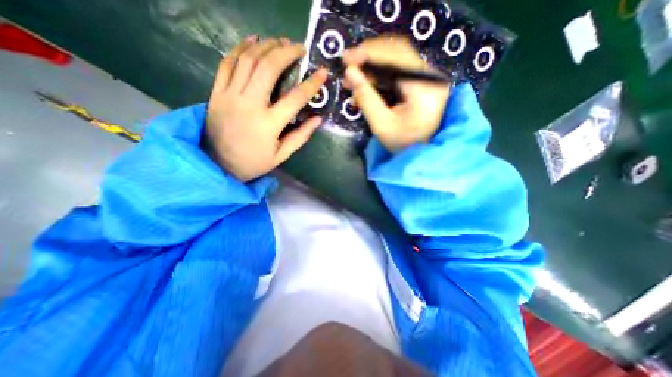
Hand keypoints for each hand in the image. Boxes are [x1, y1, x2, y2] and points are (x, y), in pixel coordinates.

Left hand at [205, 37, 330, 181]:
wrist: (218, 164)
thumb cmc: (253, 162)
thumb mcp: (281, 156)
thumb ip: (300, 137)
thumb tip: (317, 119)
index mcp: (269, 125)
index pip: (295, 98)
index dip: (311, 84)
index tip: (322, 72)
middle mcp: (250, 105)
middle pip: (268, 68)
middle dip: (286, 52)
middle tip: (299, 47)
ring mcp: (230, 96)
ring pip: (248, 60)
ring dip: (266, 46)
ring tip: (279, 41)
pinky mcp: (216, 93)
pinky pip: (227, 64)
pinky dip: (240, 49)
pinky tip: (252, 41)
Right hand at [342, 35, 451, 150]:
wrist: (421, 153)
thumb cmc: (403, 144)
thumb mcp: (381, 125)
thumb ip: (366, 97)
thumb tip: (350, 72)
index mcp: (424, 86)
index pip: (396, 55)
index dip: (368, 53)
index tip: (345, 58)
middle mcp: (430, 75)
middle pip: (397, 52)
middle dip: (368, 58)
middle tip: (347, 69)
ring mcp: (427, 77)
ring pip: (396, 60)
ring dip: (372, 68)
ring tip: (353, 80)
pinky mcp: (421, 82)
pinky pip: (398, 71)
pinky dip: (380, 76)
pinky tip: (366, 85)